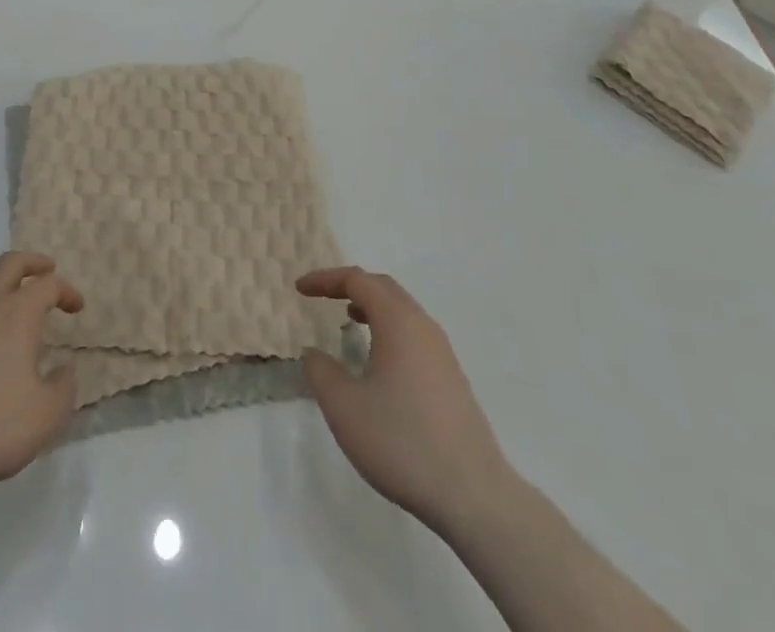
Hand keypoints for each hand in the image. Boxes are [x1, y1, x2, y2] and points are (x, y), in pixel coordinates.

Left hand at [0, 251, 83, 489]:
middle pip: (11, 262)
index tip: (76, 308)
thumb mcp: (44, 418)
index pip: (49, 285)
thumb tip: (65, 369)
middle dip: (33, 262)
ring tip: (6, 296)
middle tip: (46, 269)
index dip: (67, 291)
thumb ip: (64, 389)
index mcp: (18, 313)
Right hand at [297, 266, 516, 535]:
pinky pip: (414, 334)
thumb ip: (321, 372)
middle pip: (383, 287)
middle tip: (321, 297)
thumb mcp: (344, 408)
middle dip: (349, 285)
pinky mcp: (452, 379)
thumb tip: (313, 353)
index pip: (357, 280)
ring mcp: (443, 353)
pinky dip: (389, 329)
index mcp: (398, 322)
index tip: (299, 289)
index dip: (325, 279)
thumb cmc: (402, 442)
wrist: (474, 496)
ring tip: (348, 320)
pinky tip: (379, 361)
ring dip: (372, 307)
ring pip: (402, 311)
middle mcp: (423, 326)